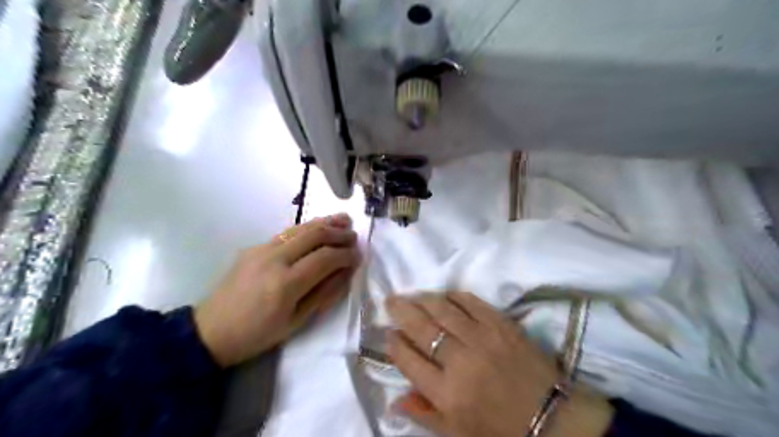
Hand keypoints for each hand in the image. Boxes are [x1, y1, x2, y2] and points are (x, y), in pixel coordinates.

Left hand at [198, 213, 361, 366]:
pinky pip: (287, 233)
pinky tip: (318, 229)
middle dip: (338, 233)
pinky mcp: (253, 247)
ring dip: (325, 223)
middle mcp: (274, 259)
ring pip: (300, 228)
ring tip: (344, 220)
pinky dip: (307, 228)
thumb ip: (325, 293)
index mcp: (286, 284)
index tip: (359, 255)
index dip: (346, 254)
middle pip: (314, 235)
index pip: (325, 258)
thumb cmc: (258, 334)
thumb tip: (346, 271)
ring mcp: (261, 249)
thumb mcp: (297, 322)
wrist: (211, 331)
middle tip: (354, 236)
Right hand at [387, 290, 610, 436]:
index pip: (409, 360)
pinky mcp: (502, 325)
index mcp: (447, 393)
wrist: (552, 418)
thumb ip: (424, 415)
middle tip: (391, 300)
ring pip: (444, 310)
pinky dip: (455, 296)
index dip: (394, 344)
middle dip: (402, 311)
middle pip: (422, 329)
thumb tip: (393, 401)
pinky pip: (472, 302)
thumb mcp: (458, 433)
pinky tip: (445, 294)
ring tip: (412, 295)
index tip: (388, 334)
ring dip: (424, 299)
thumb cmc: (500, 429)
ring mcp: (482, 338)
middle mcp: (460, 361)